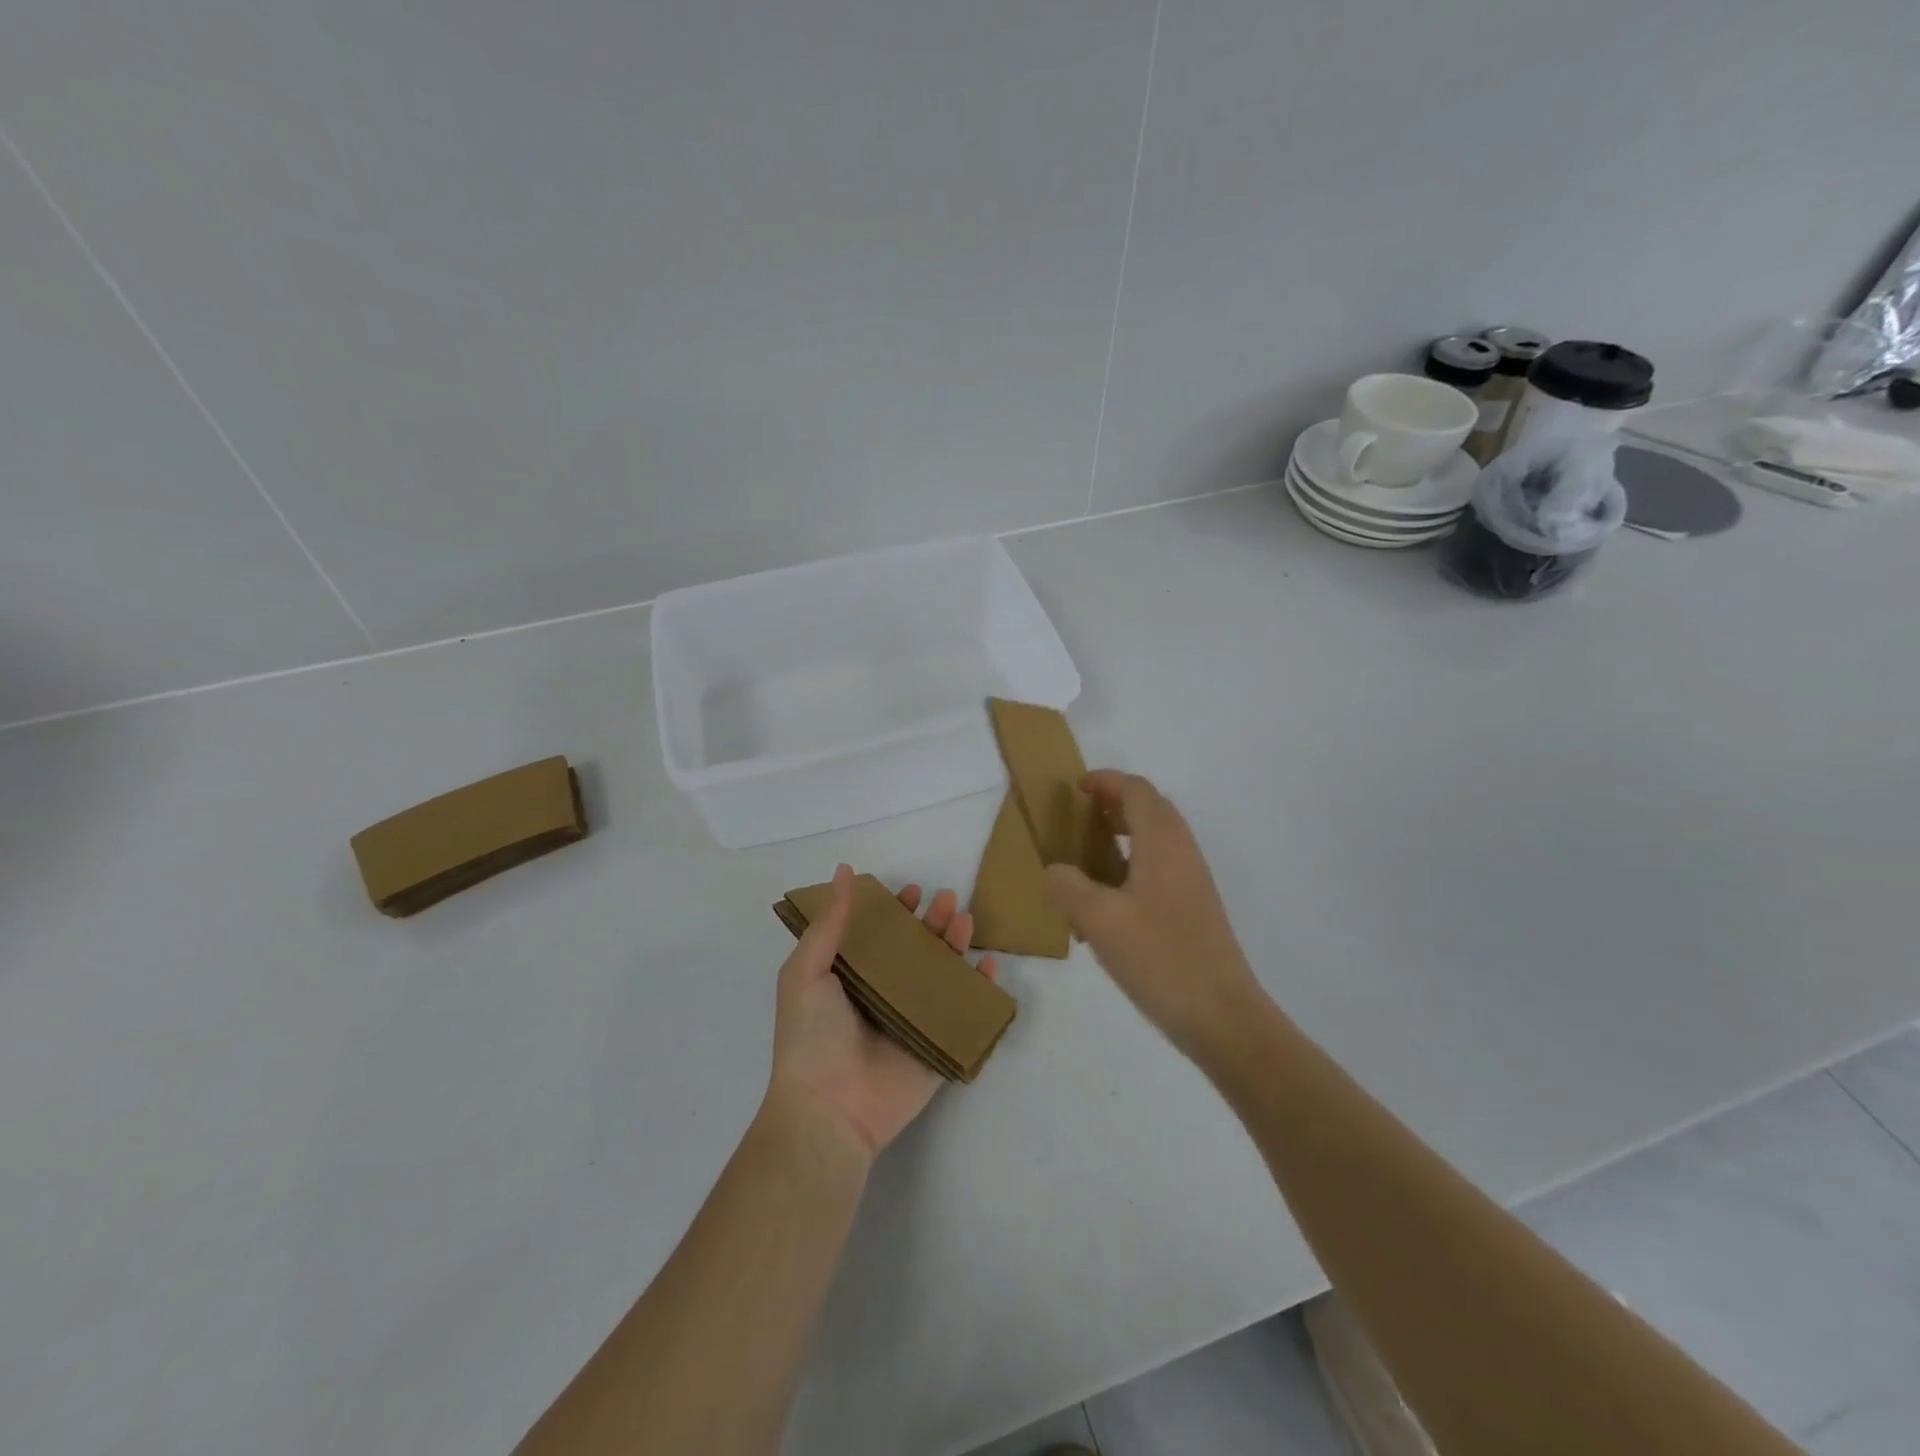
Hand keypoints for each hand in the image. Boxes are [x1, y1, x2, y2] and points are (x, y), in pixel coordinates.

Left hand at [764, 864, 999, 1161]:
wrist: (829, 1110)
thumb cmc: (812, 1036)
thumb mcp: (805, 971)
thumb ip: (829, 923)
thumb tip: (843, 871)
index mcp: (852, 978)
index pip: (880, 936)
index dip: (895, 911)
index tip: (911, 891)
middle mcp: (884, 995)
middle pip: (916, 950)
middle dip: (933, 922)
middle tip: (947, 899)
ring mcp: (913, 1021)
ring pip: (943, 975)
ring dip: (957, 946)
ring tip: (966, 921)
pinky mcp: (938, 1046)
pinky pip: (965, 1012)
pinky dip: (981, 989)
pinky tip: (990, 966)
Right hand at [1044, 771, 1266, 1061]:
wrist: (1221, 1016)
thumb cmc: (1160, 958)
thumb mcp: (1099, 920)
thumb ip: (1068, 886)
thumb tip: (1055, 871)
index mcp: (1162, 842)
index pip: (1136, 790)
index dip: (1106, 781)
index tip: (1076, 787)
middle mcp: (1182, 852)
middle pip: (1150, 808)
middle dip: (1115, 803)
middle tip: (1080, 816)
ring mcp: (1193, 881)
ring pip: (1157, 838)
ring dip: (1125, 833)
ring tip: (1089, 853)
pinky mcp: (1195, 908)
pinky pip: (1161, 866)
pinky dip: (1134, 862)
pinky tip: (1109, 898)